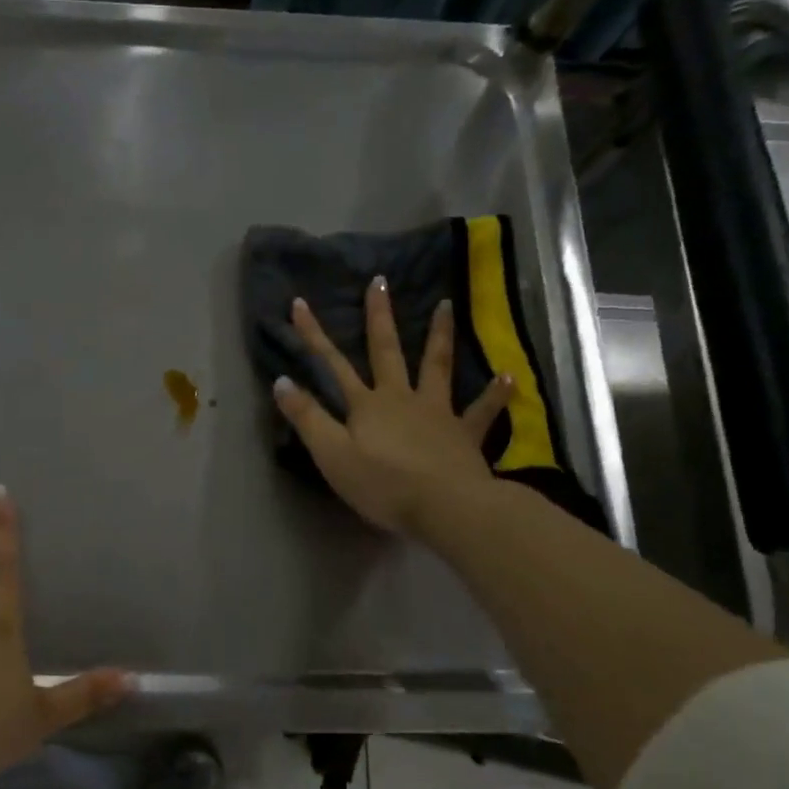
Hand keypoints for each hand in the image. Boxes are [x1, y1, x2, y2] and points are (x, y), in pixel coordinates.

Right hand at [274, 278, 512, 535]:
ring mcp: (437, 412)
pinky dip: (495, 393)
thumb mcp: (332, 455)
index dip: (313, 335)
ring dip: (439, 335)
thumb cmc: (383, 485)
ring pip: (437, 366)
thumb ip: (308, 418)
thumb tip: (280, 381)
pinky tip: (508, 376)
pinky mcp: (465, 434)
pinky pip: (483, 410)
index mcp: (367, 404)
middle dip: (379, 316)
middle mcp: (401, 397)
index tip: (299, 303)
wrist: (446, 507)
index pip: (333, 363)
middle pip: (387, 350)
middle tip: (380, 281)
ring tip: (446, 305)